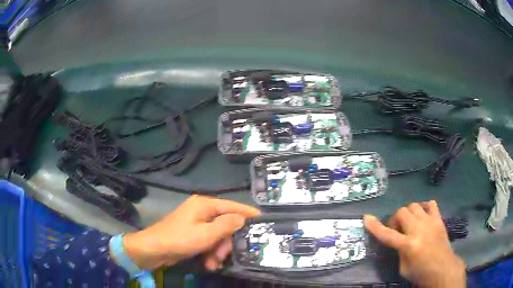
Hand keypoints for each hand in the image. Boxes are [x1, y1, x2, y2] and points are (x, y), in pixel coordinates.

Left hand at [120, 195, 259, 270]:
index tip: (262, 219)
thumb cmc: (178, 239)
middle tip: (225, 255)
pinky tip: (208, 263)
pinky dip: (210, 252)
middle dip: (226, 242)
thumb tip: (242, 218)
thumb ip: (226, 225)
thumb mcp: (205, 234)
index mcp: (204, 205)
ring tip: (214, 264)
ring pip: (217, 236)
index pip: (231, 206)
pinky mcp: (192, 234)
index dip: (247, 212)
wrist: (153, 250)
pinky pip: (208, 242)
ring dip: (218, 251)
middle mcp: (201, 211)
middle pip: (224, 224)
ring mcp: (196, 223)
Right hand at [364, 201, 465, 287]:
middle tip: (397, 230)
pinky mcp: (438, 219)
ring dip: (408, 213)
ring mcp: (430, 222)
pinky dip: (424, 207)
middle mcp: (418, 229)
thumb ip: (400, 251)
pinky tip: (423, 216)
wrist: (443, 268)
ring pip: (414, 205)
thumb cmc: (421, 273)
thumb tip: (399, 241)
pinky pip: (430, 204)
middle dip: (395, 219)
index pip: (387, 234)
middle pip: (401, 212)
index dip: (375, 226)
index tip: (366, 217)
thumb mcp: (404, 268)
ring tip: (410, 223)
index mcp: (408, 245)